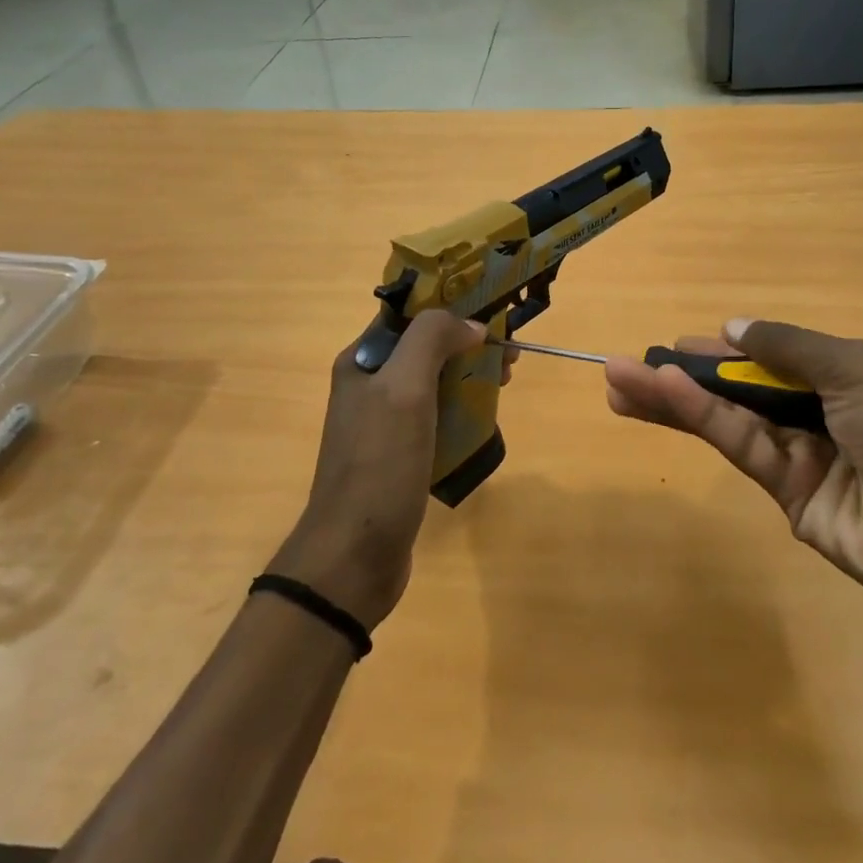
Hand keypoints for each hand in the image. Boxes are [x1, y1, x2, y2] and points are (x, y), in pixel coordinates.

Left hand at [270, 310, 484, 629]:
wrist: (354, 555)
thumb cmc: (379, 463)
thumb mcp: (403, 388)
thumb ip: (432, 340)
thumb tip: (471, 326)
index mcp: (362, 360)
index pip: (409, 314)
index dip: (451, 306)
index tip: (492, 313)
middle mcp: (370, 385)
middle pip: (426, 347)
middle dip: (468, 343)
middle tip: (508, 357)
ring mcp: (384, 422)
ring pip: (436, 382)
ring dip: (470, 375)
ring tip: (504, 383)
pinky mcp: (401, 454)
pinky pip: (437, 417)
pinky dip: (463, 410)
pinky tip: (485, 419)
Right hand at [606, 318, 862, 661]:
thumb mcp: (859, 371)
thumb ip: (790, 348)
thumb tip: (733, 327)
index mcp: (844, 378)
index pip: (770, 358)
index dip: (724, 351)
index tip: (678, 344)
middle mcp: (818, 415)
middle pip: (739, 390)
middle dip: (684, 376)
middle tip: (625, 366)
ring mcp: (802, 459)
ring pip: (727, 420)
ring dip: (673, 399)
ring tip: (619, 382)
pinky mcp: (789, 499)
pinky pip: (741, 449)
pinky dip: (701, 420)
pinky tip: (665, 396)